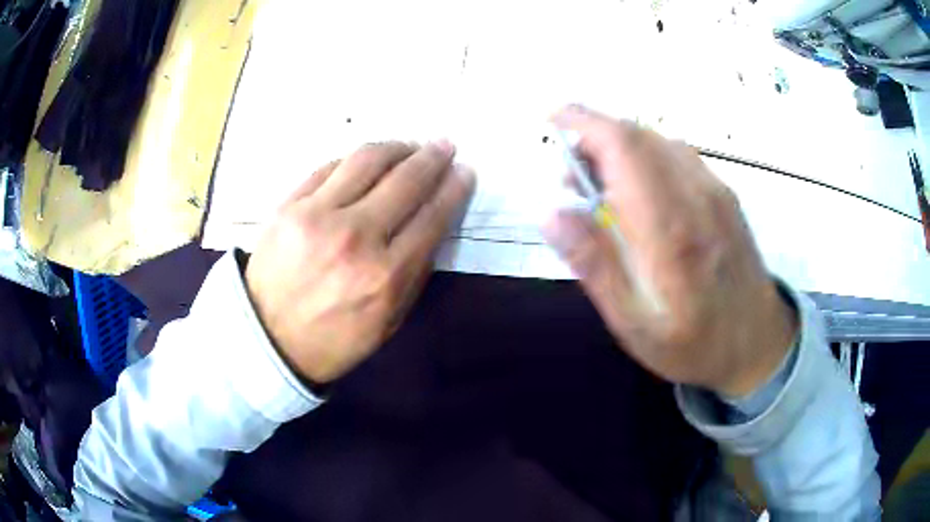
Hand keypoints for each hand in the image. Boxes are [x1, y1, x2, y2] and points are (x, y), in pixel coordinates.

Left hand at [245, 142, 474, 383]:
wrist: (267, 338)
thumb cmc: (333, 339)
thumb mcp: (388, 321)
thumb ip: (414, 272)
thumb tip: (432, 222)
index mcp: (386, 276)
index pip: (432, 216)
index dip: (454, 188)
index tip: (465, 171)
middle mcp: (355, 237)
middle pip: (405, 180)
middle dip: (432, 157)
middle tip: (443, 146)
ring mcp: (317, 215)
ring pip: (367, 159)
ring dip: (396, 147)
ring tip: (408, 146)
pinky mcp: (289, 205)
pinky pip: (330, 167)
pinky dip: (355, 160)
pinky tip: (366, 162)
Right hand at [543, 106, 797, 396]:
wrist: (759, 344)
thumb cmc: (694, 344)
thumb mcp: (634, 324)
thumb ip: (594, 265)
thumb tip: (550, 211)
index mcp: (670, 229)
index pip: (623, 146)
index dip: (584, 122)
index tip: (553, 118)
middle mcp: (696, 195)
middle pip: (638, 134)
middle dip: (595, 137)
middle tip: (573, 177)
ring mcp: (716, 191)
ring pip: (658, 140)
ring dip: (621, 147)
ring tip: (603, 187)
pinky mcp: (725, 195)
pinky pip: (678, 155)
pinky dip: (647, 156)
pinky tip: (642, 191)